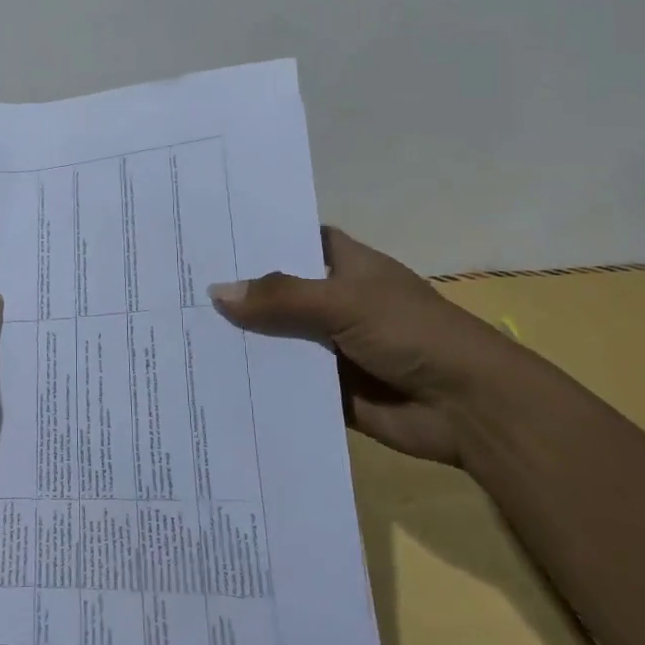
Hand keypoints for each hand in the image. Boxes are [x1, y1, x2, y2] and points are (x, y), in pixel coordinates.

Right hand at [208, 226, 534, 465]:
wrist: (470, 408)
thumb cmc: (412, 333)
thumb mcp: (344, 302)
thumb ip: (281, 297)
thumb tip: (216, 292)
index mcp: (344, 265)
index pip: (291, 240)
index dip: (254, 238)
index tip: (204, 236)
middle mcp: (333, 300)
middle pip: (276, 291)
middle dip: (236, 291)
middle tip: (174, 285)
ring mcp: (330, 345)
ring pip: (276, 337)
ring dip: (241, 338)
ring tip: (178, 330)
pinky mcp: (328, 388)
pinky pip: (285, 379)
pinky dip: (257, 380)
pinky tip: (211, 377)